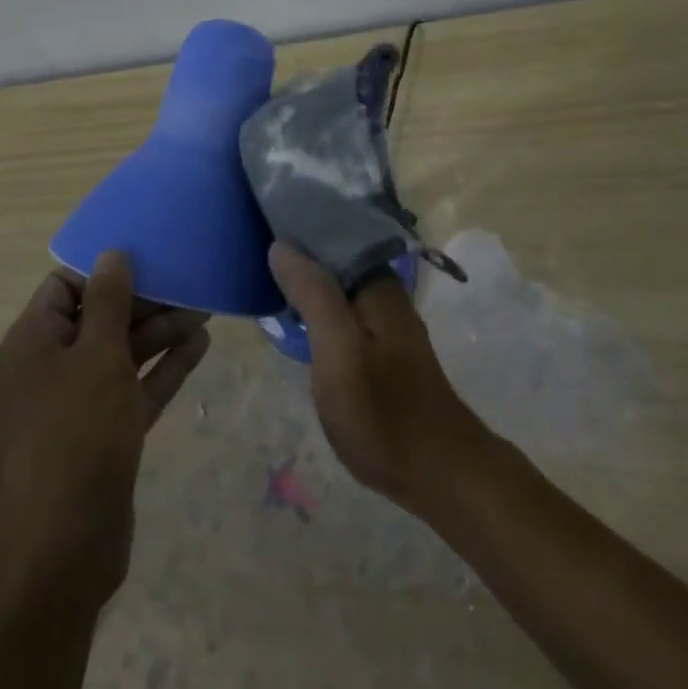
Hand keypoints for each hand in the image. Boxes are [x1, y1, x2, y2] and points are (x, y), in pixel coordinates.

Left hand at [0, 252, 210, 607]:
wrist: (60, 550)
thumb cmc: (74, 436)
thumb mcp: (96, 357)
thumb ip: (108, 302)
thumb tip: (111, 253)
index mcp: (35, 341)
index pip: (64, 287)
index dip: (103, 272)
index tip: (148, 259)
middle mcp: (52, 367)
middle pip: (99, 318)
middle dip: (144, 302)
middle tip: (190, 283)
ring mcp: (79, 404)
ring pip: (122, 354)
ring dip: (161, 333)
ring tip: (205, 311)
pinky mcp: (105, 436)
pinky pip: (136, 389)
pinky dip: (165, 369)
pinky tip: (200, 347)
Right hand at [268, 242, 490, 516]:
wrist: (439, 472)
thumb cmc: (383, 413)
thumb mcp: (339, 353)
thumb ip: (313, 295)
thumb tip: (281, 244)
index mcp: (376, 282)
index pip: (332, 230)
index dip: (295, 221)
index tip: (256, 216)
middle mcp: (383, 291)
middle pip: (333, 254)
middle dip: (296, 247)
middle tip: (248, 243)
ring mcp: (383, 319)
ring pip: (336, 281)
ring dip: (304, 276)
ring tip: (261, 271)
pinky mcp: (379, 344)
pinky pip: (340, 307)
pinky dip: (315, 303)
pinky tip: (292, 311)